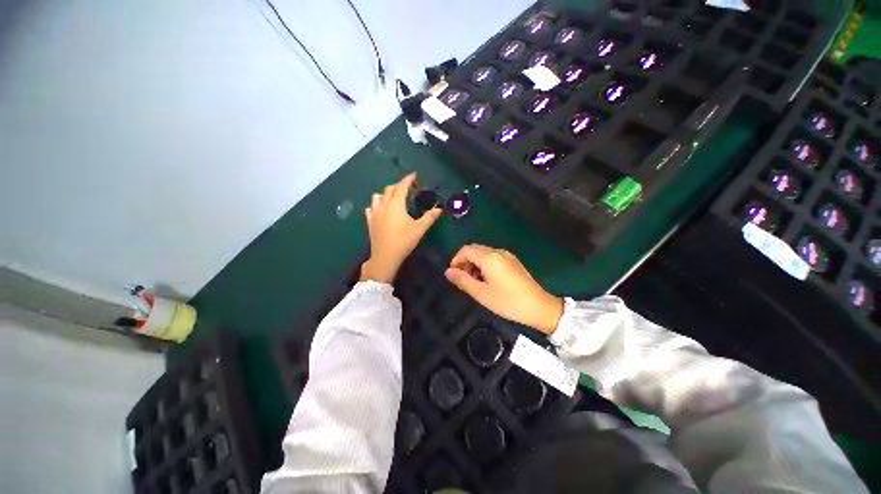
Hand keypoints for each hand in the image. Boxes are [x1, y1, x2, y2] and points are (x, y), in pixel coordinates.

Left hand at [360, 173, 442, 283]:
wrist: (386, 256)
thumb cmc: (404, 241)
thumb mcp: (420, 229)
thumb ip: (430, 217)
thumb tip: (439, 208)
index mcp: (396, 204)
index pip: (402, 186)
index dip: (408, 179)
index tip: (414, 175)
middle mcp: (384, 205)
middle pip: (389, 189)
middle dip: (398, 186)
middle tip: (407, 188)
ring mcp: (374, 213)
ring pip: (377, 196)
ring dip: (385, 194)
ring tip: (393, 198)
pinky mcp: (369, 221)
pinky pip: (370, 208)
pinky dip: (376, 205)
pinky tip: (381, 210)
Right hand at [445, 244, 563, 333]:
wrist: (538, 307)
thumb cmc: (507, 301)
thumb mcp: (481, 293)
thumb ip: (462, 280)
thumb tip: (448, 272)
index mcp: (489, 257)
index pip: (466, 250)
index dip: (456, 260)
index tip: (453, 274)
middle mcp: (498, 252)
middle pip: (474, 249)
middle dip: (465, 262)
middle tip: (463, 279)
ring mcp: (507, 255)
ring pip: (483, 253)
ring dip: (474, 263)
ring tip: (474, 282)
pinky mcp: (513, 261)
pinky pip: (493, 257)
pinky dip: (484, 265)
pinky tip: (487, 280)